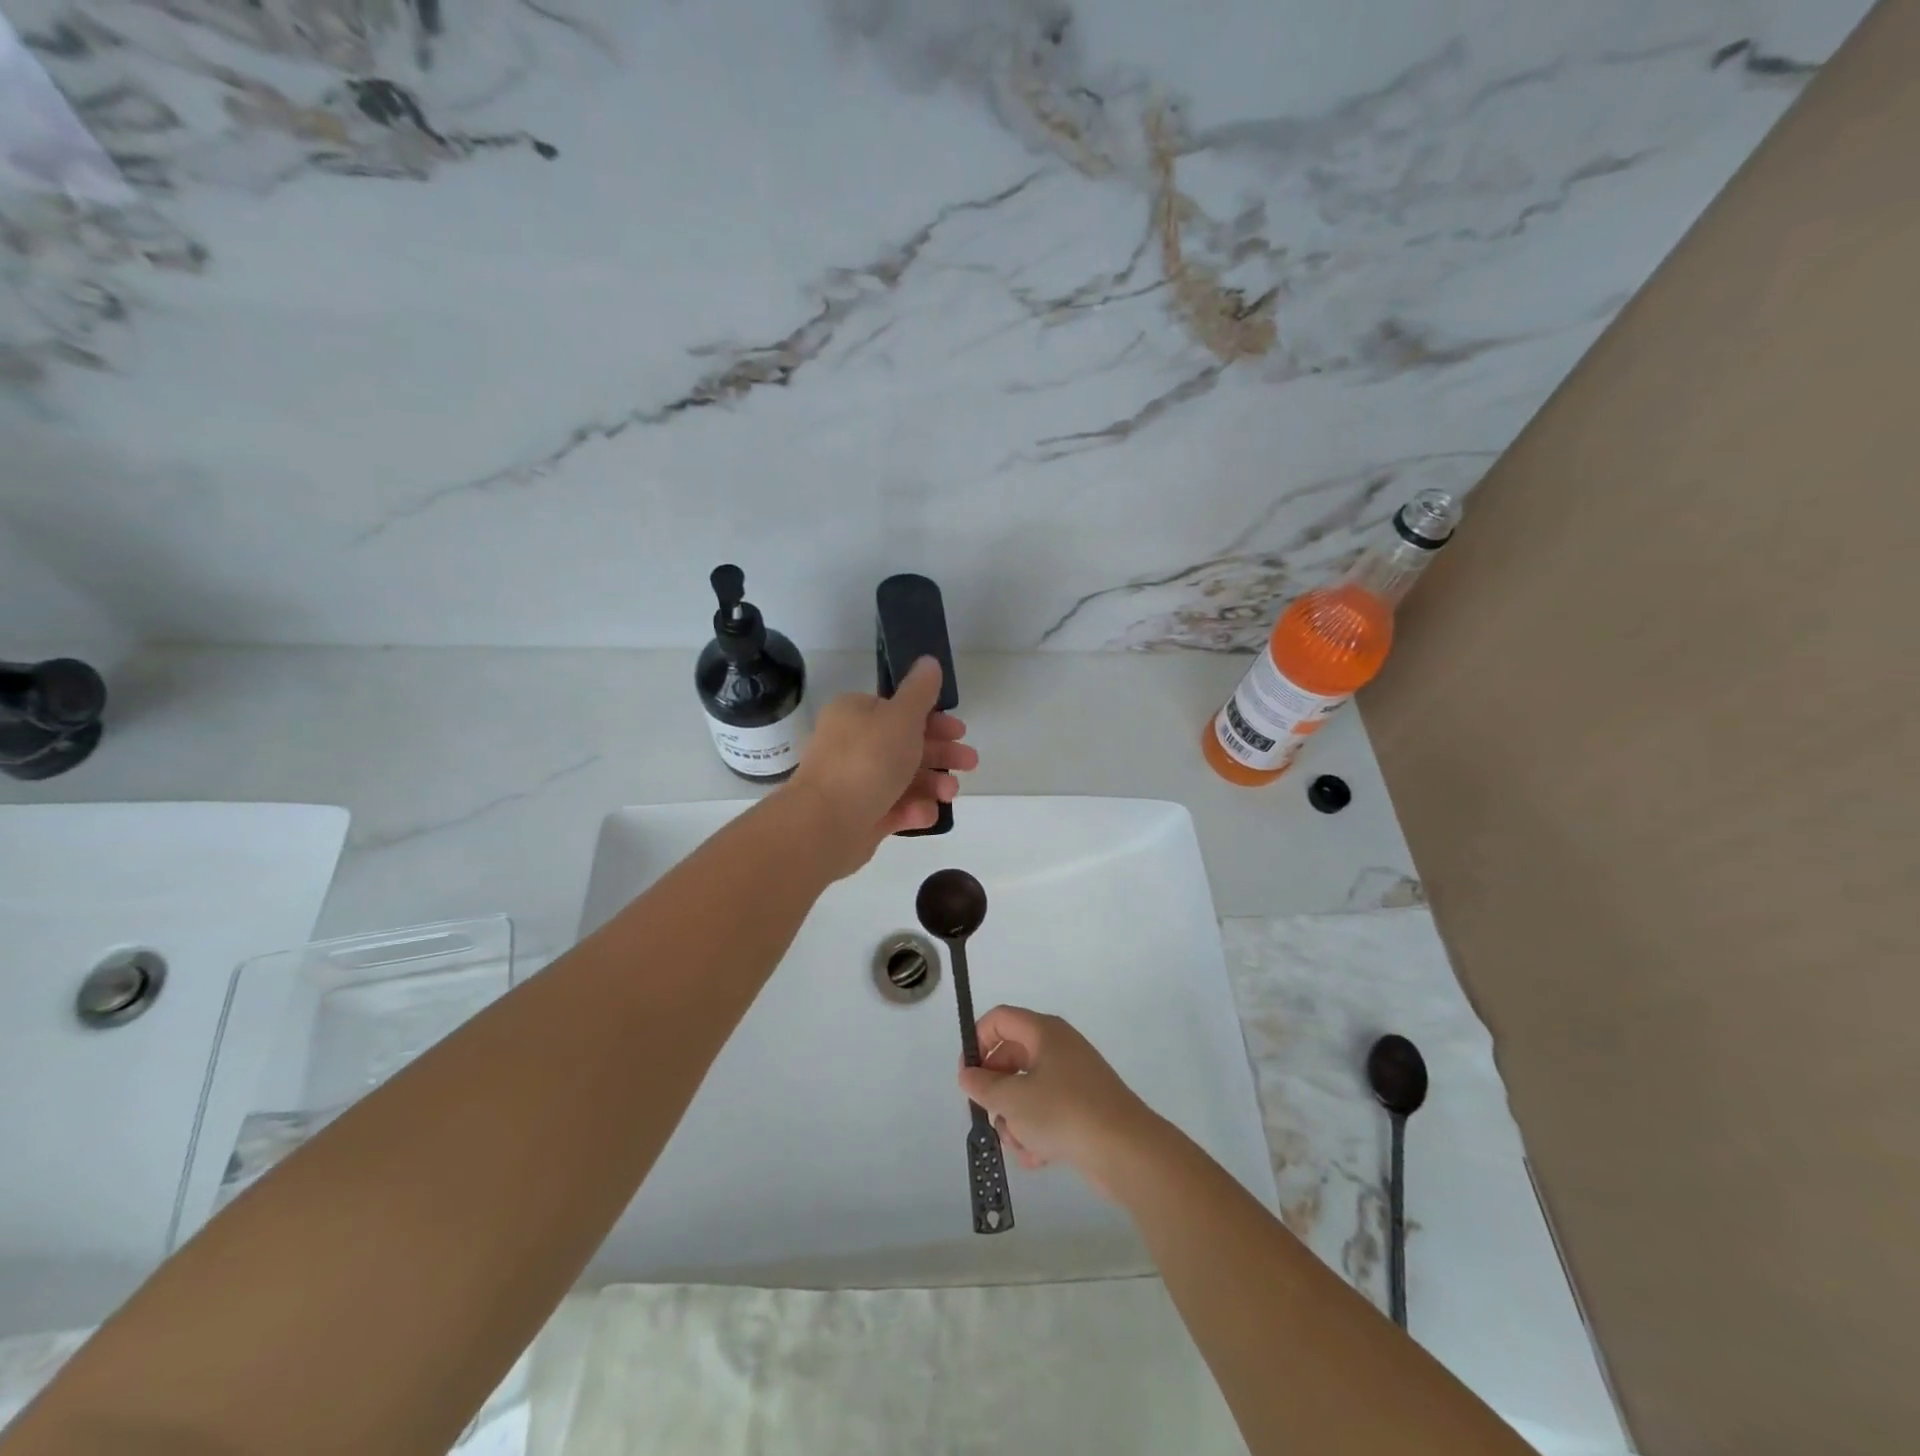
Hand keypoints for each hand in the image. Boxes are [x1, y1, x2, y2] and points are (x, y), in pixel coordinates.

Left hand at [786, 657, 977, 876]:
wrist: (825, 824)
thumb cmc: (867, 761)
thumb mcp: (901, 716)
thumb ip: (921, 691)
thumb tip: (929, 661)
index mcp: (855, 714)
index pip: (899, 711)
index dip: (934, 720)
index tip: (960, 731)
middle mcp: (852, 745)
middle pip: (906, 745)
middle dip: (941, 754)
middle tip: (969, 763)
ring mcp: (855, 783)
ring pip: (903, 779)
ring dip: (933, 784)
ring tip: (950, 794)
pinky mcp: (860, 816)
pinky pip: (894, 808)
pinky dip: (913, 810)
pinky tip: (925, 814)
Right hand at [958, 1006, 1162, 1199]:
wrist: (1127, 1151)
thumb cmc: (1064, 1113)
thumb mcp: (1013, 1099)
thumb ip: (983, 1086)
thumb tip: (968, 1075)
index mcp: (1044, 1032)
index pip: (999, 1019)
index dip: (977, 1042)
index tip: (967, 1076)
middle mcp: (1059, 1047)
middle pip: (1011, 1057)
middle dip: (996, 1091)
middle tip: (989, 1115)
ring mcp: (1073, 1078)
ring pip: (1027, 1091)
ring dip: (1016, 1119)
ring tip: (1020, 1144)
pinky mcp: (1083, 1108)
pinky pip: (1047, 1113)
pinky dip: (1037, 1133)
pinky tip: (1037, 1158)